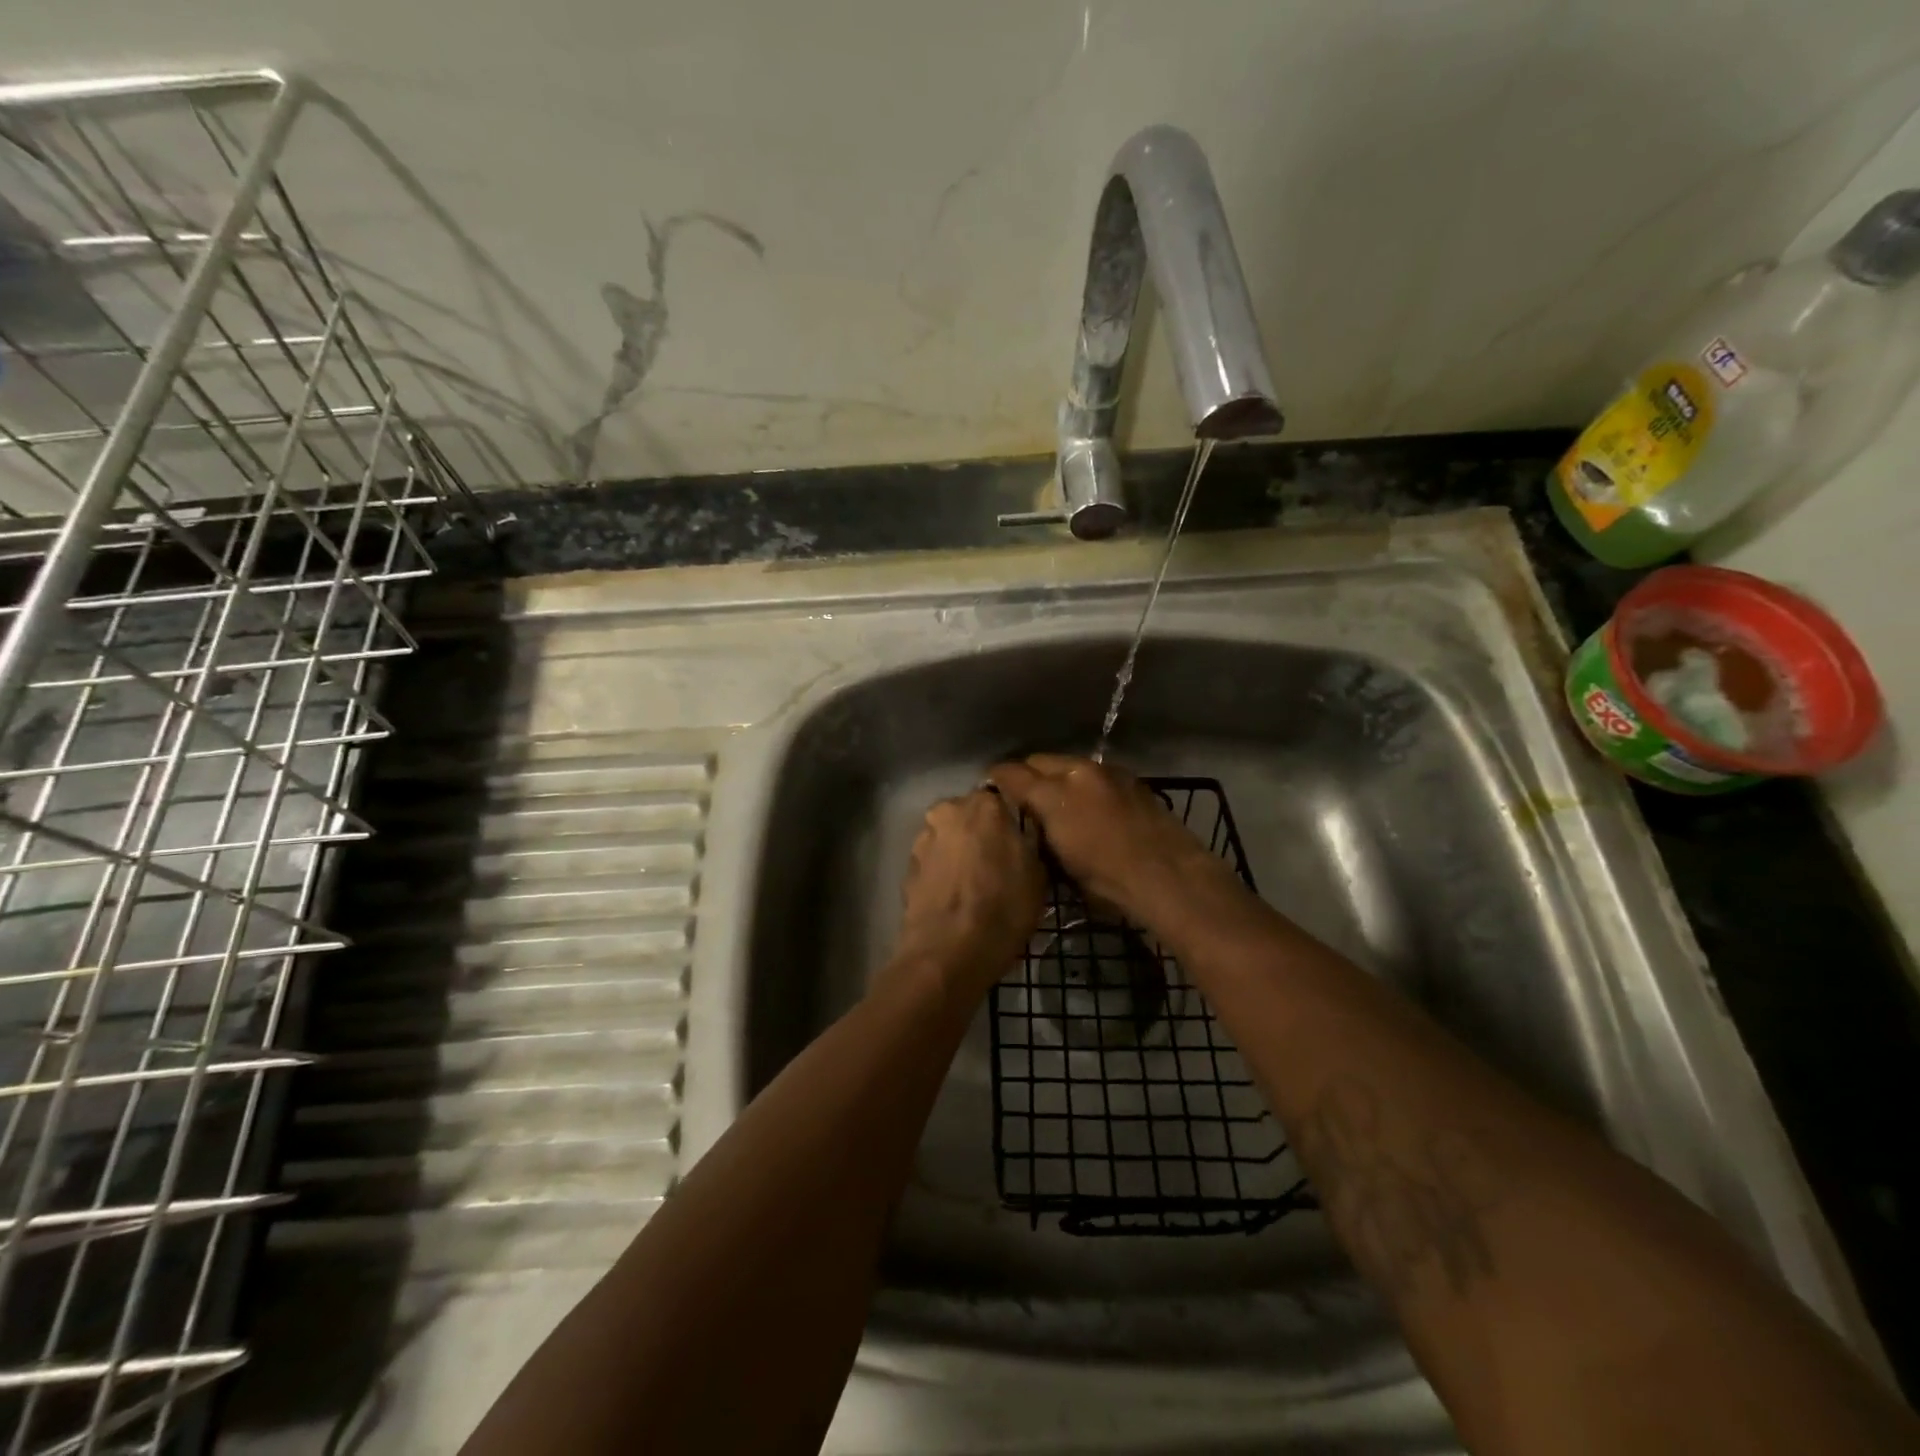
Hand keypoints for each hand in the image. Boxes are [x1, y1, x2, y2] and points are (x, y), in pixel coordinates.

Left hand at [890, 788, 1044, 999]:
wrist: (948, 953)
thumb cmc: (1003, 908)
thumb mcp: (1038, 874)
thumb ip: (1029, 842)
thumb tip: (1025, 833)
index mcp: (984, 804)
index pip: (1001, 798)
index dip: (1010, 820)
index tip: (1019, 841)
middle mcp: (948, 810)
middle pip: (970, 815)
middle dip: (982, 833)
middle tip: (999, 863)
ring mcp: (923, 838)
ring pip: (949, 838)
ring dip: (960, 852)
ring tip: (975, 885)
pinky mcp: (907, 867)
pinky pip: (934, 862)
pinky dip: (943, 873)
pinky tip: (955, 898)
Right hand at [987, 755, 1228, 929]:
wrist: (1168, 877)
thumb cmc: (1106, 881)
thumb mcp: (1058, 862)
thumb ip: (1036, 830)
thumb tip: (1026, 819)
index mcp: (1055, 791)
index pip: (1012, 773)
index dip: (997, 782)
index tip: (992, 795)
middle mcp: (1079, 771)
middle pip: (1038, 761)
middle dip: (1026, 776)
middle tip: (1022, 802)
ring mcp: (1108, 773)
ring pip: (1068, 765)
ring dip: (1057, 778)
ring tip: (1056, 804)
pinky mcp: (1132, 781)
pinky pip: (1095, 774)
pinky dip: (1084, 784)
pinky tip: (1089, 808)